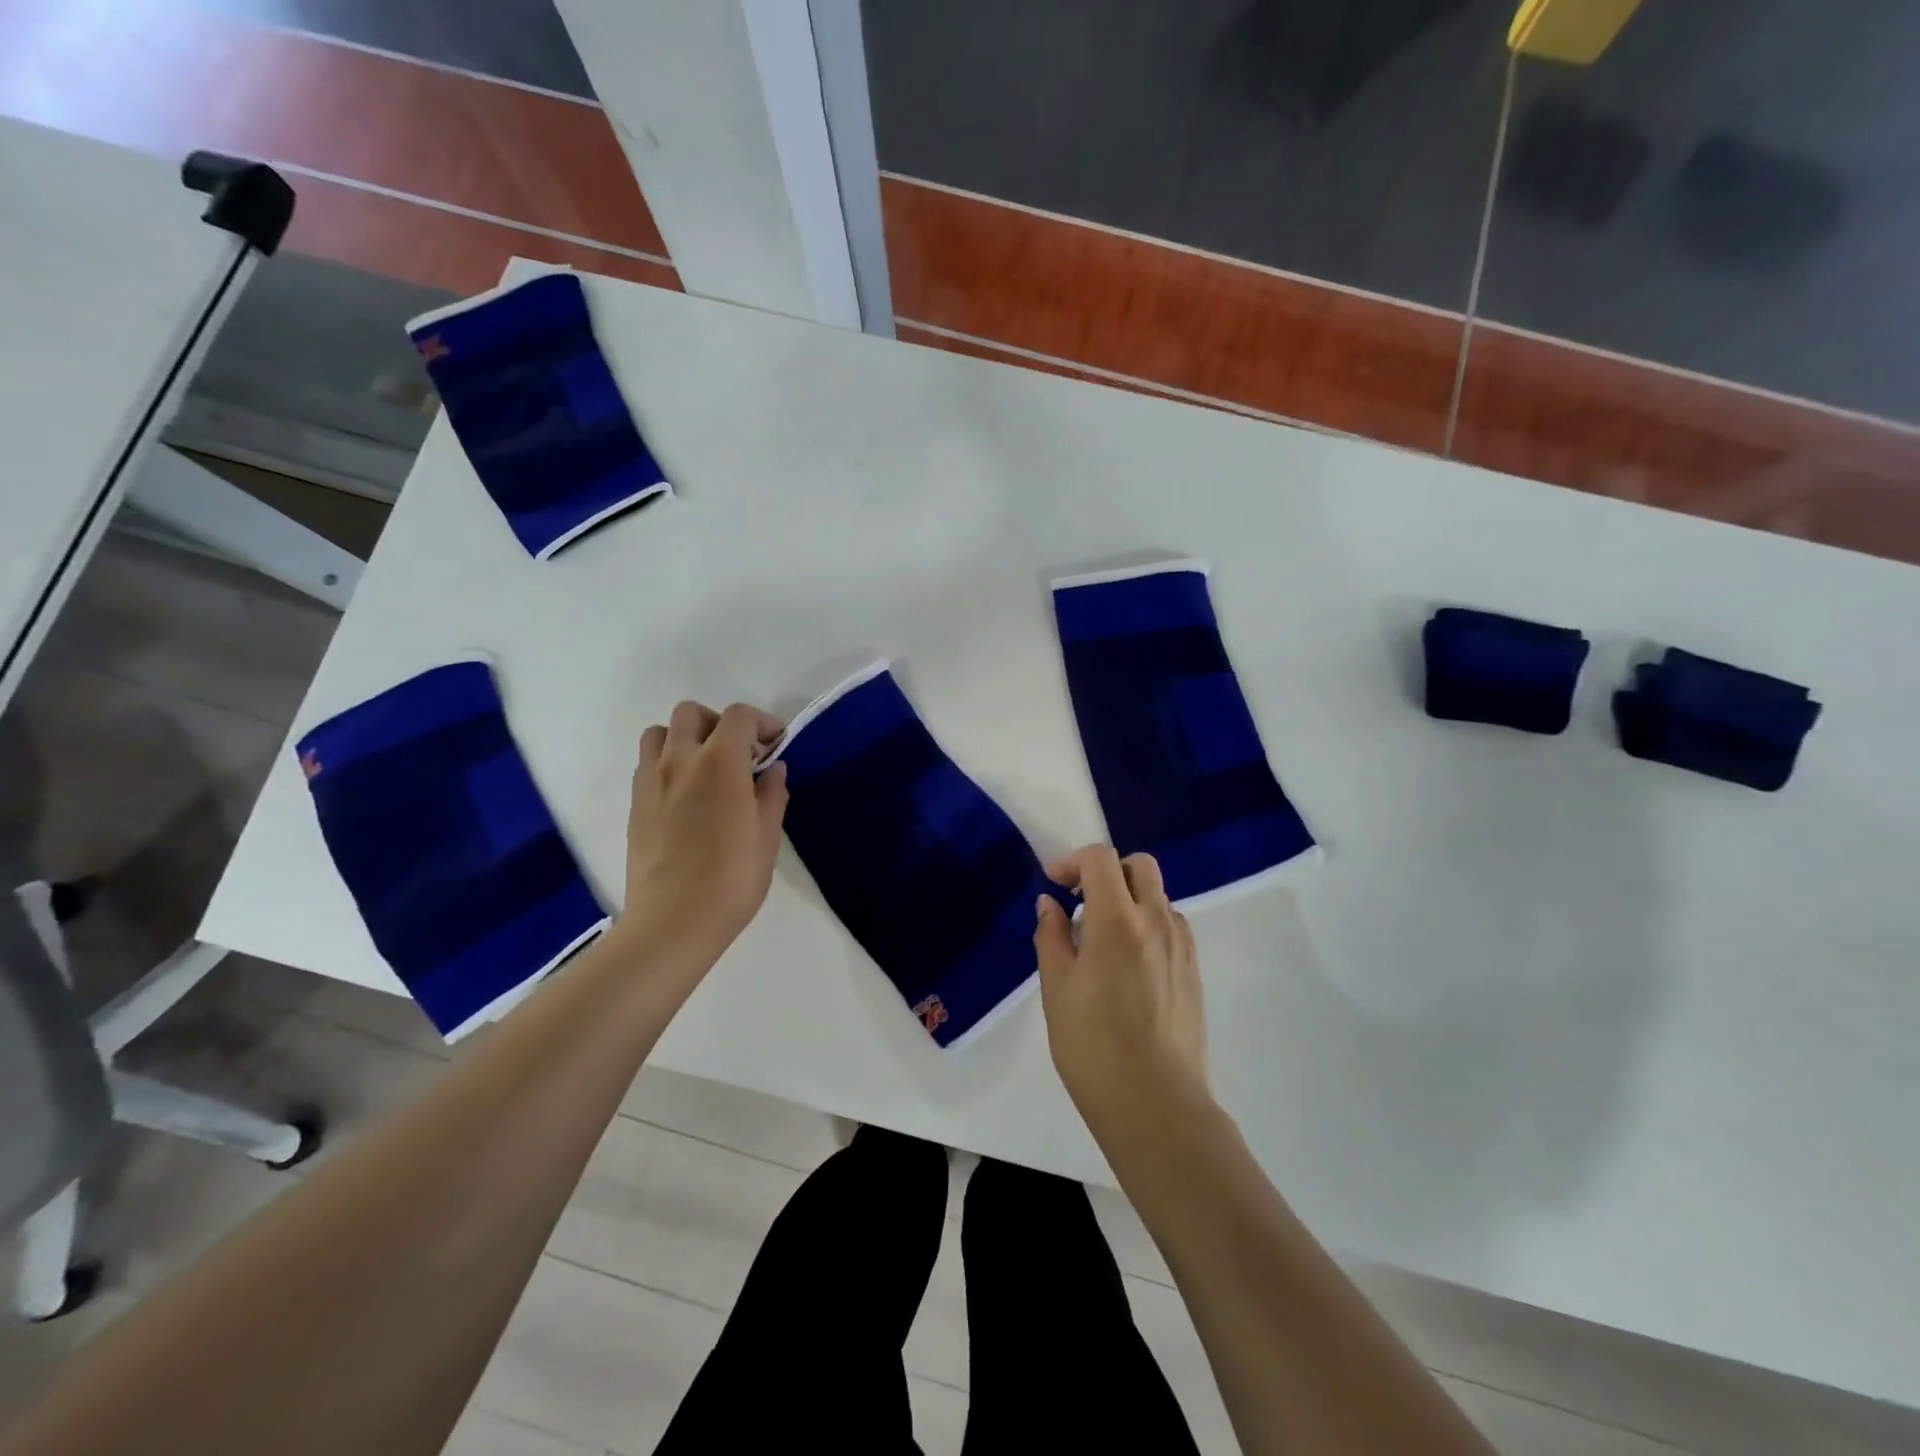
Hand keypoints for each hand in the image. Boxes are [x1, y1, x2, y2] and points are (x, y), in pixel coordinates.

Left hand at [619, 701, 788, 966]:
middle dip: (719, 723)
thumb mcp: (767, 836)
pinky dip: (668, 764)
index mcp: (720, 763)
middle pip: (691, 713)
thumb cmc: (732, 878)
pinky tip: (685, 795)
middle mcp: (680, 760)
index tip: (775, 744)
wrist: (673, 921)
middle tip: (739, 753)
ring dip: (685, 738)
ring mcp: (650, 781)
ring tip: (705, 768)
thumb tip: (772, 770)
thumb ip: (771, 794)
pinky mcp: (634, 804)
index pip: (739, 717)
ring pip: (659, 733)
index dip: (762, 722)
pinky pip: (647, 764)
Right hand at [1034, 847, 1209, 1140]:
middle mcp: (1157, 922)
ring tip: (1102, 941)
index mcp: (1117, 921)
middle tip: (1081, 902)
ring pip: (1159, 896)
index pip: (1100, 859)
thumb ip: (1051, 936)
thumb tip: (1050, 904)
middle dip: (1107, 871)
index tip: (1054, 885)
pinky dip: (1148, 925)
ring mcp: (1181, 946)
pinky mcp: (1193, 970)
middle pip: (1140, 866)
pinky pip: (1171, 926)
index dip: (1072, 861)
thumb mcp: (1056, 989)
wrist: (1155, 1104)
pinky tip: (1129, 965)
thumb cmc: (1093, 1046)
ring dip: (1129, 899)